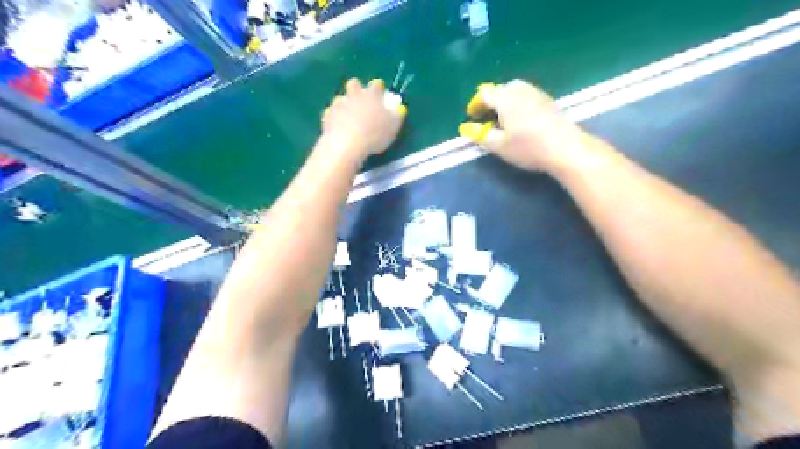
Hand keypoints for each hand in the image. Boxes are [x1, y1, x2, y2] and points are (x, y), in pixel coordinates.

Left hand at [321, 78, 406, 161]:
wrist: (347, 145)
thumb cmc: (375, 134)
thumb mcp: (393, 126)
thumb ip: (397, 115)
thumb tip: (399, 108)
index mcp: (372, 95)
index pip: (376, 85)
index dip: (379, 89)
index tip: (381, 95)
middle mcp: (354, 95)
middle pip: (354, 84)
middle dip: (357, 89)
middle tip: (362, 103)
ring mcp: (339, 104)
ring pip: (340, 98)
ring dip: (344, 104)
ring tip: (349, 118)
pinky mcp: (327, 115)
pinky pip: (331, 112)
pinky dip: (334, 117)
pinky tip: (338, 126)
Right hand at [460, 78, 596, 171]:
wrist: (565, 148)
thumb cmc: (527, 147)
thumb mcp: (499, 145)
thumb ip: (480, 135)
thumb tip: (466, 128)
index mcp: (505, 98)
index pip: (485, 94)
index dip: (476, 104)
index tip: (471, 116)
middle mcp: (521, 90)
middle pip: (501, 89)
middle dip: (491, 100)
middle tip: (486, 116)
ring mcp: (537, 94)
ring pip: (515, 91)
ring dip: (505, 101)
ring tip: (502, 119)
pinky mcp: (549, 101)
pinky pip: (527, 97)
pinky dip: (518, 104)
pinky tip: (520, 120)